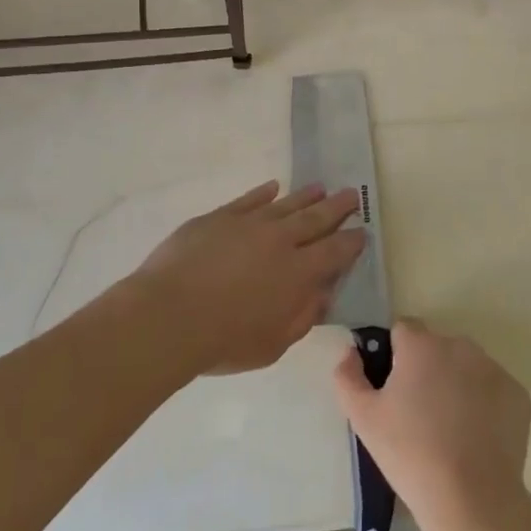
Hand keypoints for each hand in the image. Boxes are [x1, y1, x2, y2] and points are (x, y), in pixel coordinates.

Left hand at [133, 181, 364, 375]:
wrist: (168, 316)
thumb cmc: (224, 341)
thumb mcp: (273, 344)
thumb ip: (302, 316)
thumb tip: (323, 294)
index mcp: (299, 273)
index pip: (335, 251)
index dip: (351, 241)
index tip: (362, 231)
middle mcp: (279, 241)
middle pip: (315, 218)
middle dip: (337, 207)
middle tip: (352, 194)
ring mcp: (248, 224)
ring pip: (284, 204)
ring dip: (305, 196)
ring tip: (321, 187)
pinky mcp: (218, 218)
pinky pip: (247, 200)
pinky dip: (262, 193)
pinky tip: (272, 187)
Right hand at [333, 317, 530, 530]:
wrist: (471, 498)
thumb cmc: (409, 453)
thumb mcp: (363, 419)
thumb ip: (348, 377)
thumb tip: (350, 352)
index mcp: (421, 345)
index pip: (403, 330)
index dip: (394, 356)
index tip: (392, 388)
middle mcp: (460, 345)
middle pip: (436, 347)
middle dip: (426, 369)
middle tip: (418, 413)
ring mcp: (493, 368)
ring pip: (466, 366)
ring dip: (455, 383)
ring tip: (448, 428)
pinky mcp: (517, 394)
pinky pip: (492, 389)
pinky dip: (484, 404)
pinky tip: (475, 436)